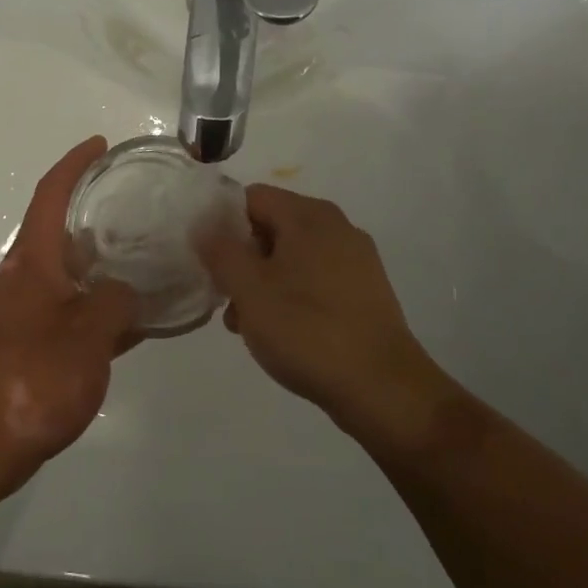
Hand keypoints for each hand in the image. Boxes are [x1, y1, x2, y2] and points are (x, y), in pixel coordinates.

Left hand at [0, 137, 138, 501]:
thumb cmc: (32, 377)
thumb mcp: (89, 334)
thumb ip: (116, 302)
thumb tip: (127, 291)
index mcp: (32, 261)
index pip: (51, 194)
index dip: (74, 164)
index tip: (100, 146)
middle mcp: (23, 278)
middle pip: (59, 231)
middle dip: (93, 215)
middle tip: (138, 210)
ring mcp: (21, 313)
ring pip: (67, 275)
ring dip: (99, 265)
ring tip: (145, 263)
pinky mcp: (24, 347)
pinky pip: (68, 312)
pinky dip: (95, 309)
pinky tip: (129, 325)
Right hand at [197, 185, 454, 454]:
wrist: (384, 390)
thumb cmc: (307, 331)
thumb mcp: (249, 290)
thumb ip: (220, 251)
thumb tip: (203, 224)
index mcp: (309, 215)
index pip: (252, 197)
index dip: (222, 222)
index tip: (207, 259)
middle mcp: (336, 226)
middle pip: (272, 225)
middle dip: (242, 257)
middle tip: (225, 296)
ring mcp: (356, 259)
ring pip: (293, 255)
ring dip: (264, 281)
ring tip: (248, 324)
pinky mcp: (367, 291)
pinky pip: (316, 278)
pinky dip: (293, 294)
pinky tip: (283, 332)